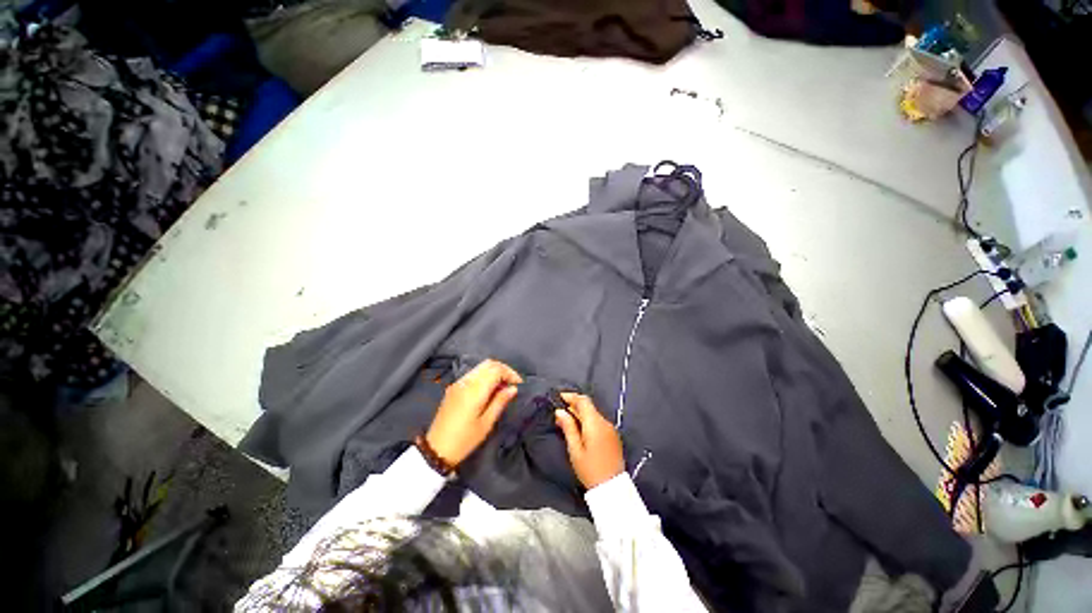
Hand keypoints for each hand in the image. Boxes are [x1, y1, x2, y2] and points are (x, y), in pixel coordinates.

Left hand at [425, 359, 522, 466]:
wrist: (436, 450)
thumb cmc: (464, 440)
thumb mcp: (486, 423)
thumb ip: (500, 402)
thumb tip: (513, 388)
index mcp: (474, 390)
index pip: (496, 370)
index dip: (510, 373)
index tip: (518, 384)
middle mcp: (465, 382)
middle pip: (488, 364)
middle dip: (503, 369)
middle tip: (512, 383)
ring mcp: (458, 384)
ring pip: (480, 367)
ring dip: (494, 372)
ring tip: (502, 387)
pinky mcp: (453, 388)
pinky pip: (472, 374)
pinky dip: (484, 376)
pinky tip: (489, 390)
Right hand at [554, 393, 624, 488]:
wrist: (612, 488)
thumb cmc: (590, 470)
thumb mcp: (575, 450)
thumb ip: (568, 428)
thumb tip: (560, 412)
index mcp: (595, 423)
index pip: (583, 401)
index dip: (571, 396)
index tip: (559, 398)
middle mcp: (604, 422)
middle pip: (589, 406)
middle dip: (574, 406)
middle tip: (560, 413)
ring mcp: (610, 428)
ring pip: (593, 414)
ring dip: (581, 414)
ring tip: (567, 422)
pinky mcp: (613, 436)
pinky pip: (599, 422)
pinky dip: (588, 421)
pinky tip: (580, 430)